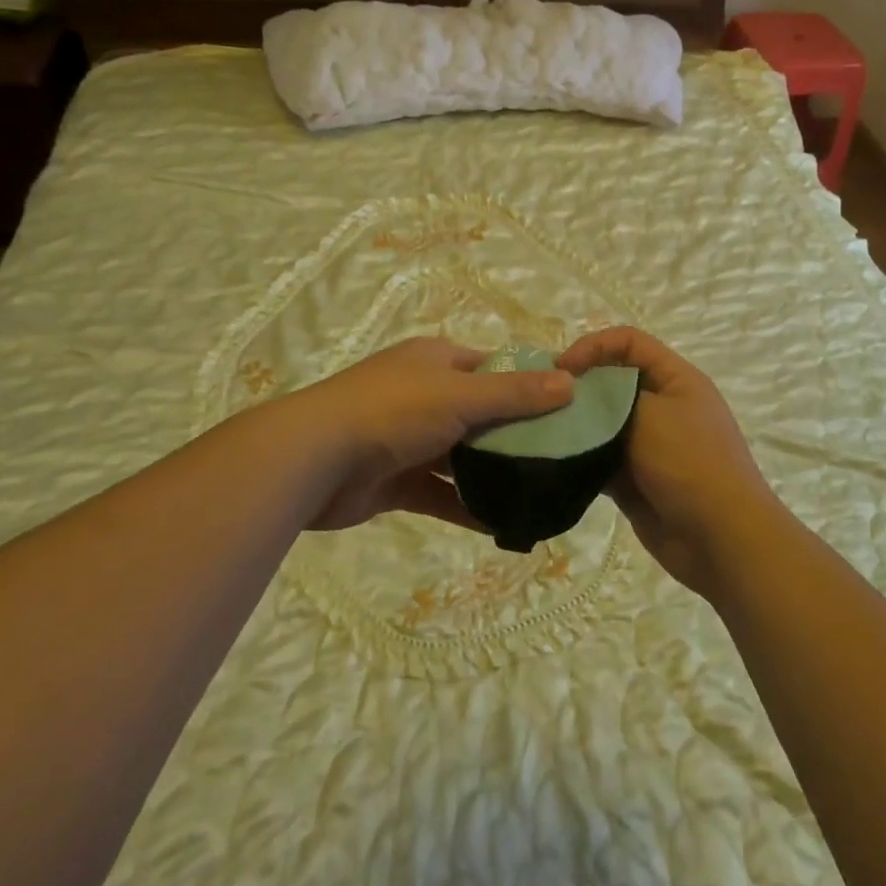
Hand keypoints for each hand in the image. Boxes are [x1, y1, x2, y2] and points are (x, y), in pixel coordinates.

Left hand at [283, 337, 572, 530]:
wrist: (313, 460)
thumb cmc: (393, 411)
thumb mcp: (461, 395)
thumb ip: (516, 394)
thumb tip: (571, 383)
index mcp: (436, 361)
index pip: (493, 367)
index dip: (528, 384)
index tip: (566, 409)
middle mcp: (424, 394)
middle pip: (481, 412)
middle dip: (516, 434)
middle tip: (562, 457)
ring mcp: (408, 439)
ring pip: (462, 455)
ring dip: (493, 473)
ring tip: (540, 492)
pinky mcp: (395, 480)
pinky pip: (440, 493)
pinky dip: (467, 506)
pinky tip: (504, 524)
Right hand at [557, 327, 779, 594]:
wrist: (722, 540)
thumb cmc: (690, 464)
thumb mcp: (650, 416)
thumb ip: (610, 398)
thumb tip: (578, 394)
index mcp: (676, 379)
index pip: (629, 342)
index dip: (594, 346)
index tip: (561, 369)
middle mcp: (663, 406)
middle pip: (613, 382)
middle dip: (579, 388)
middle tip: (543, 403)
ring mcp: (650, 445)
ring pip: (604, 423)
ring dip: (577, 426)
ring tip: (542, 432)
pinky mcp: (636, 479)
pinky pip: (602, 460)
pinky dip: (582, 460)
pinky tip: (555, 463)